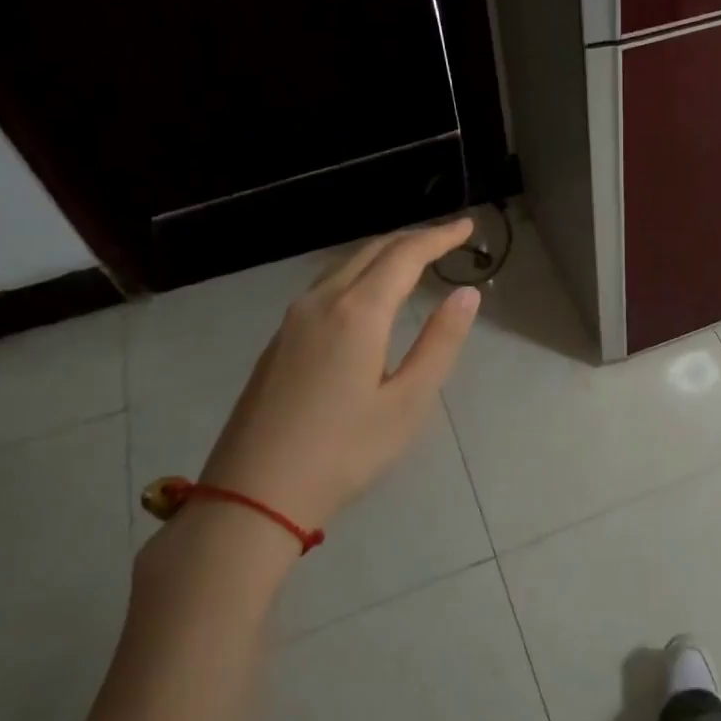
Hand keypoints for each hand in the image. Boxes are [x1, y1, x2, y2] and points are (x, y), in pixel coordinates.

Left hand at [195, 219, 479, 536]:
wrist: (253, 495)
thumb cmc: (344, 452)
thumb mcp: (408, 402)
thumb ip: (440, 342)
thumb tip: (466, 294)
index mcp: (357, 312)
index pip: (405, 255)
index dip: (439, 237)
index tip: (467, 226)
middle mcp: (321, 303)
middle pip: (371, 251)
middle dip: (412, 239)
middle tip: (447, 237)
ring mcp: (292, 321)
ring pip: (343, 266)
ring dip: (382, 254)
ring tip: (413, 258)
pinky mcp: (279, 342)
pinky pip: (325, 287)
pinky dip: (358, 274)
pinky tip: (367, 294)